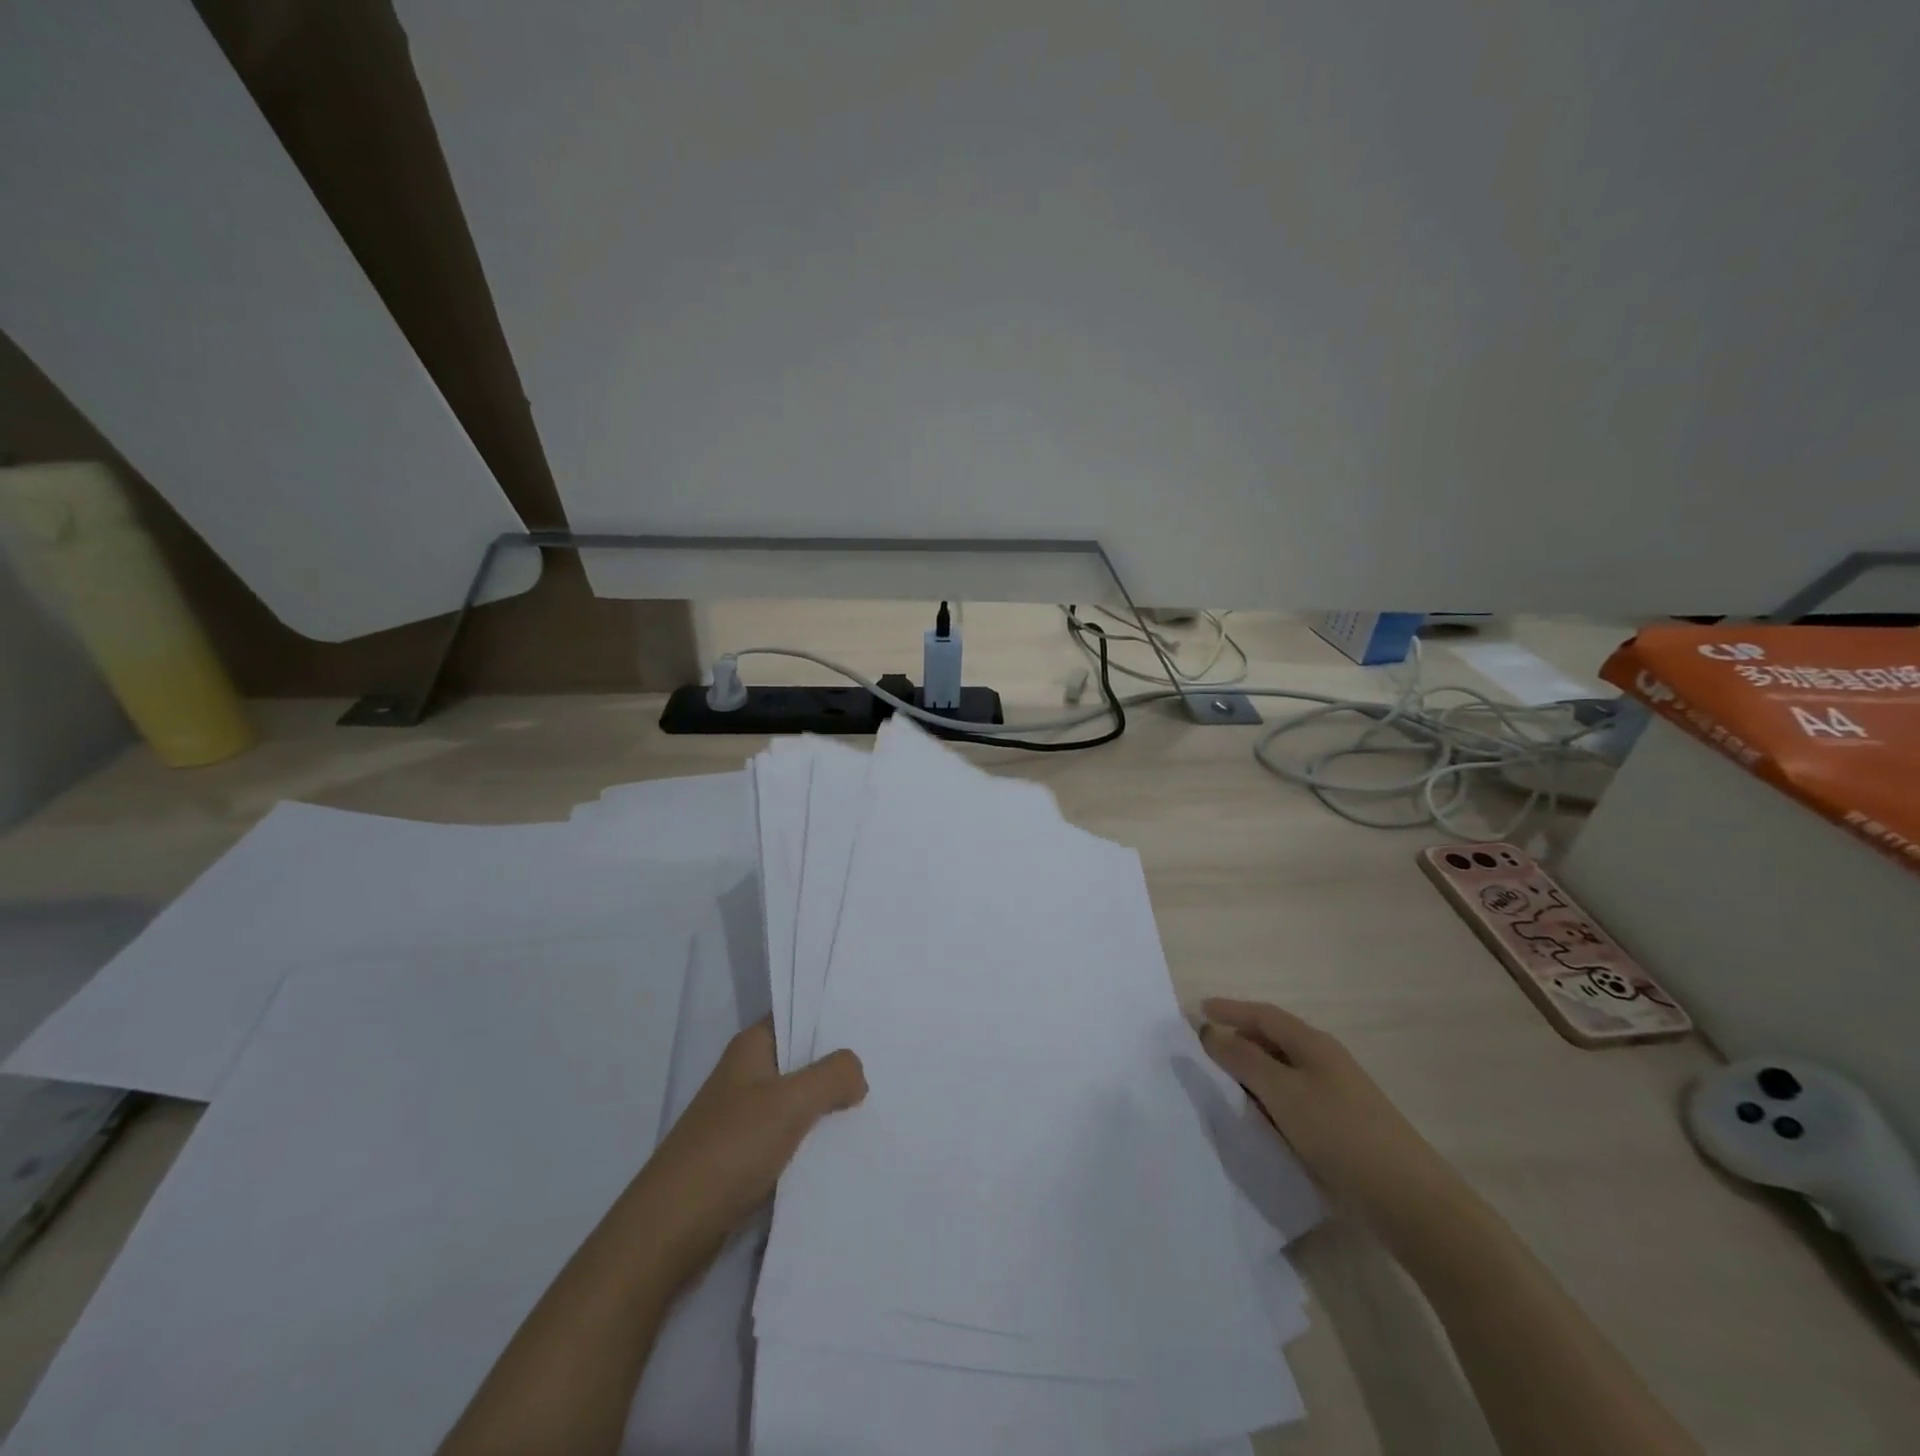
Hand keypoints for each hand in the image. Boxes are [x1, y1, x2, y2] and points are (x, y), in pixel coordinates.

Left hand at [632, 1020, 865, 1277]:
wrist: (671, 1231)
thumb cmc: (730, 1149)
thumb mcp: (790, 1102)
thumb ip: (833, 1075)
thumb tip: (857, 1074)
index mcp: (751, 1048)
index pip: (797, 1014)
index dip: (832, 1015)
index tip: (872, 1020)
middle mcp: (747, 1075)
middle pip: (802, 1059)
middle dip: (838, 1064)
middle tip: (886, 1064)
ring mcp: (746, 1117)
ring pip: (799, 1100)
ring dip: (829, 1105)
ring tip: (877, 1104)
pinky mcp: (747, 1156)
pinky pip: (792, 1136)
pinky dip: (815, 1139)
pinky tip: (846, 1145)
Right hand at [1198, 998, 1456, 1232]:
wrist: (1408, 1199)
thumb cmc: (1339, 1132)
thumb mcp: (1282, 1091)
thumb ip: (1242, 1059)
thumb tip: (1210, 1031)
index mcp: (1312, 1044)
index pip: (1264, 1015)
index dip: (1230, 1010)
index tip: (1199, 1010)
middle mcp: (1325, 1061)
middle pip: (1274, 1040)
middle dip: (1239, 1040)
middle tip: (1205, 1050)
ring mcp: (1336, 1094)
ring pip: (1283, 1072)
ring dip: (1253, 1073)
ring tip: (1223, 1085)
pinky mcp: (1341, 1126)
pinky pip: (1294, 1100)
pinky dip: (1270, 1100)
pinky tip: (1258, 1119)